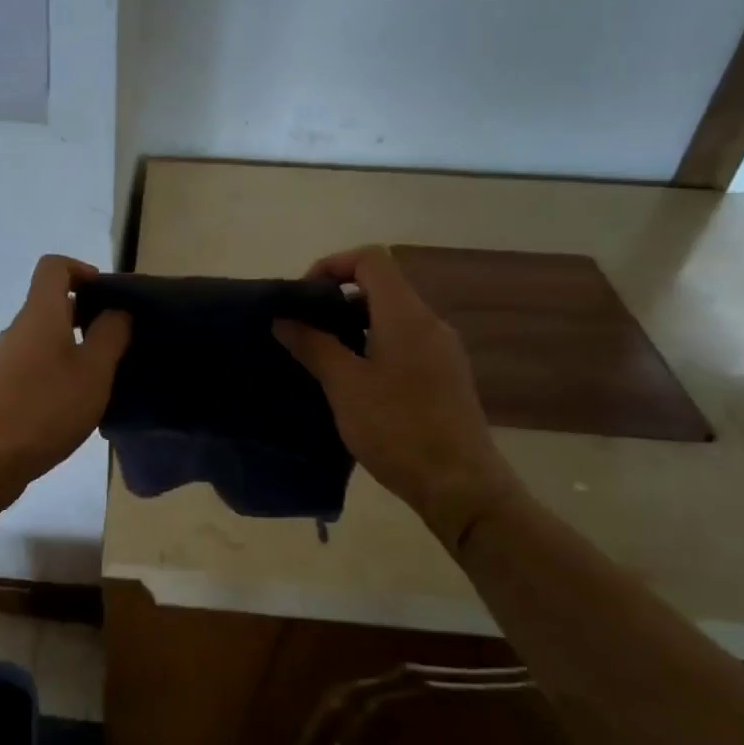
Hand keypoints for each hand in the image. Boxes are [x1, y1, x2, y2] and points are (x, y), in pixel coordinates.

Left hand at [0, 255, 130, 496]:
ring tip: (99, 379)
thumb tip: (115, 310)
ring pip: (44, 337)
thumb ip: (110, 335)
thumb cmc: (46, 408)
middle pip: (50, 303)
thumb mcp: (94, 371)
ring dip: (73, 347)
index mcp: (40, 313)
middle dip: (85, 315)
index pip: (54, 266)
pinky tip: (72, 404)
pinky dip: (56, 370)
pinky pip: (34, 364)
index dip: (82, 270)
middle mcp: (18, 328)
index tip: (107, 298)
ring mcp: (4, 359)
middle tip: (116, 344)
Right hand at [274, 245, 519, 549]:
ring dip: (354, 325)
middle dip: (337, 299)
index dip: (332, 265)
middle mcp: (430, 323)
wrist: (459, 484)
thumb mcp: (344, 386)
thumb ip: (314, 346)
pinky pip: (405, 343)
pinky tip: (354, 382)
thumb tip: (284, 319)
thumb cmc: (397, 429)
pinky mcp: (445, 376)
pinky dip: (374, 346)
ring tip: (322, 357)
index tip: (303, 298)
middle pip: (381, 287)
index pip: (371, 260)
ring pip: (392, 317)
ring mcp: (442, 350)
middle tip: (305, 330)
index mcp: (406, 315)